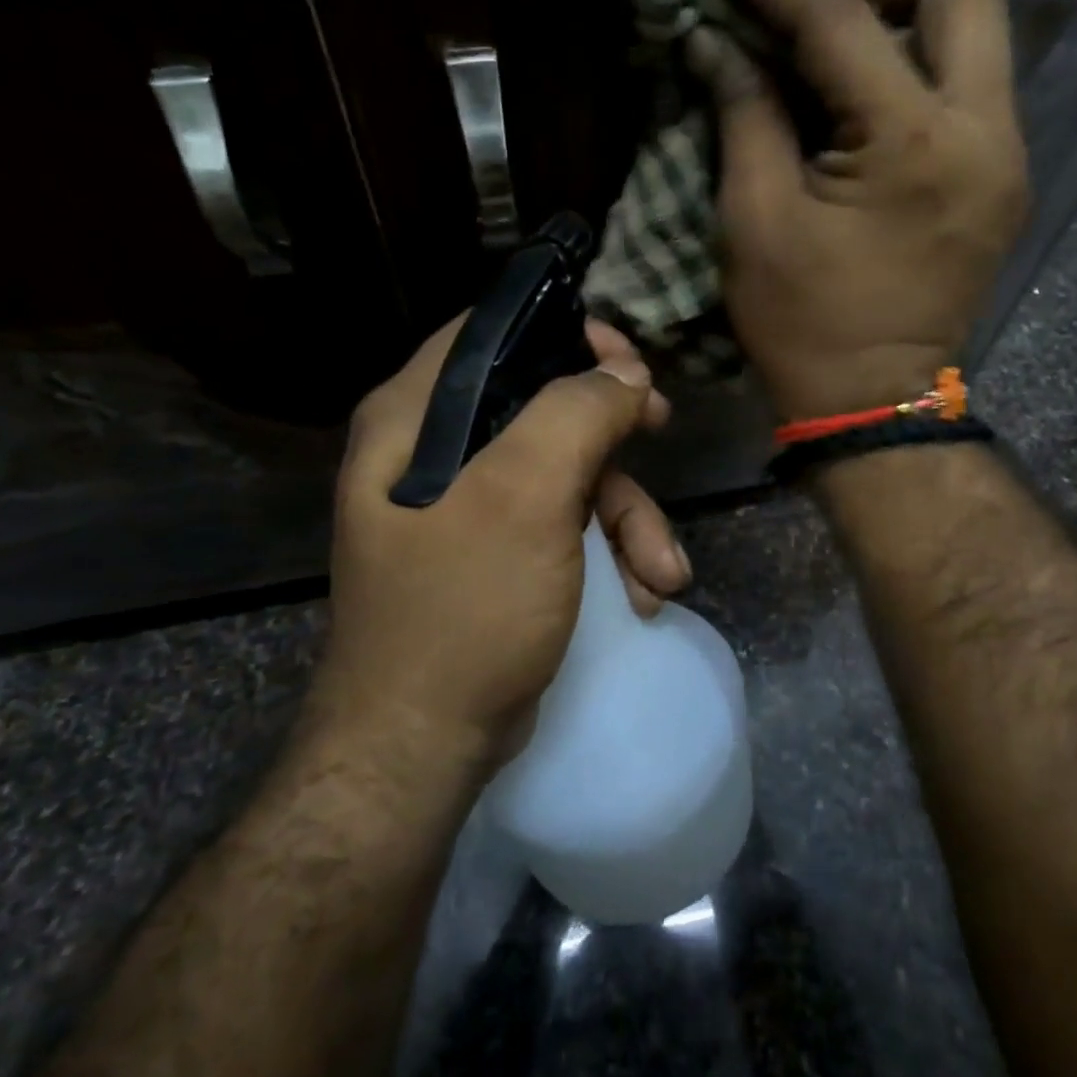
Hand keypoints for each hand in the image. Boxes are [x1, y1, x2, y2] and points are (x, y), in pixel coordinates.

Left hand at [310, 318, 688, 766]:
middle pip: (541, 403)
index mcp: (414, 418)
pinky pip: (566, 526)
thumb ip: (574, 415)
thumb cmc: (464, 608)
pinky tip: (641, 594)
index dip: (562, 332)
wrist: (423, 745)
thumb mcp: (524, 498)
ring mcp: (469, 508)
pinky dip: (610, 554)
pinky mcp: (500, 555)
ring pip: (568, 473)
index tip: (624, 357)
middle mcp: (433, 453)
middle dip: (612, 430)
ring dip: (627, 518)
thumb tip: (623, 373)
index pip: (489, 334)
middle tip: (661, 426)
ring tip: (662, 572)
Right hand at [687, 0, 1031, 420]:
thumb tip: (714, 41)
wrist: (873, 405)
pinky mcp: (1001, 178)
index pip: (841, 19)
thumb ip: (743, 115)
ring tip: (824, 41)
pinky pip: (969, 84)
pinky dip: (913, 66)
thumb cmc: (804, 328)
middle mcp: (985, 132)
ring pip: (975, 29)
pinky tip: (858, 93)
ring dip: (898, 13)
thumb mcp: (754, 222)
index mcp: (914, 145)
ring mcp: (1005, 155)